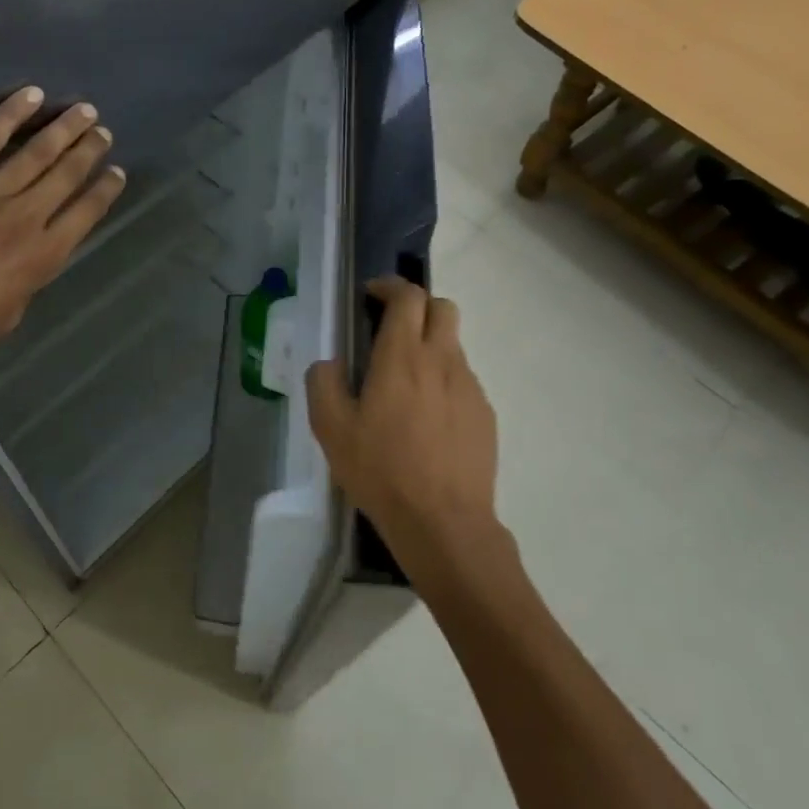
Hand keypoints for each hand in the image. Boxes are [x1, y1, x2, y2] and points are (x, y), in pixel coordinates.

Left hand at [0, 87, 124, 379]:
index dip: (105, 190)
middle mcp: (24, 218)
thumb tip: (32, 249)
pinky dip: (11, 114)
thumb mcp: (10, 312)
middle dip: (89, 151)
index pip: (86, 213)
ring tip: (84, 111)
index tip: (116, 172)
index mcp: (42, 257)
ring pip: (36, 152)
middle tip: (103, 132)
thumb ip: (29, 275)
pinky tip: (31, 96)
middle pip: (66, 175)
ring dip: (64, 129)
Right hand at [305, 278, 499, 575]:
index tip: (372, 295)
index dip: (389, 286)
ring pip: (454, 345)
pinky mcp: (485, 414)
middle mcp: (442, 360)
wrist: (443, 522)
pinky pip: (464, 381)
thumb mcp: (331, 429)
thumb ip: (323, 383)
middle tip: (391, 329)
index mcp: (402, 356)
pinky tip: (428, 419)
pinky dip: (444, 381)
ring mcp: (470, 387)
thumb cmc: (381, 470)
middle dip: (418, 306)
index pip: (407, 296)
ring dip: (430, 346)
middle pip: (442, 307)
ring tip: (406, 384)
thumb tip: (330, 363)